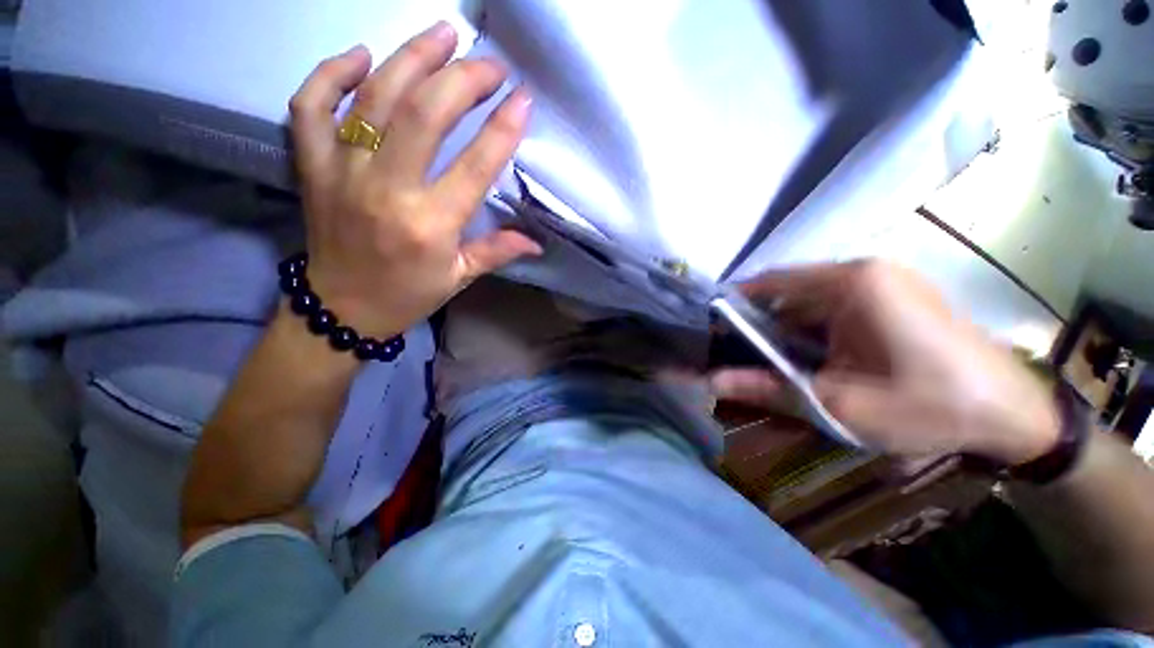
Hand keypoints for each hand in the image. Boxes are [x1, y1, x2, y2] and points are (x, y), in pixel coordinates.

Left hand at [289, 22, 541, 338]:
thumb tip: (537, 241)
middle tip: (489, 64)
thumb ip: (497, 252)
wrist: (343, 306)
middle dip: (463, 79)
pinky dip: (331, 73)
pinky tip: (361, 56)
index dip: (503, 128)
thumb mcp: (460, 277)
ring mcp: (342, 173)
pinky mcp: (311, 166)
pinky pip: (310, 106)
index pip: (474, 166)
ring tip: (443, 33)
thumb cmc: (409, 293)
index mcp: (431, 225)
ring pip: (374, 98)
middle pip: (425, 114)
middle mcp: (387, 191)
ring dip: (411, 56)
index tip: (522, 98)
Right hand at [711, 261, 1060, 464]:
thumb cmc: (927, 407)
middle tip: (740, 355)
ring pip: (810, 299)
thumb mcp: (838, 404)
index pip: (770, 281)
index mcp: (850, 283)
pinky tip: (813, 358)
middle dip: (760, 323)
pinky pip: (835, 306)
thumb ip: (768, 389)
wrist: (1012, 416)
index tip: (713, 331)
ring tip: (773, 362)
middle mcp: (864, 270)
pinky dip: (813, 330)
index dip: (735, 305)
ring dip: (787, 329)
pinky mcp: (895, 295)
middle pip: (789, 290)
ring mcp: (883, 280)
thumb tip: (710, 382)